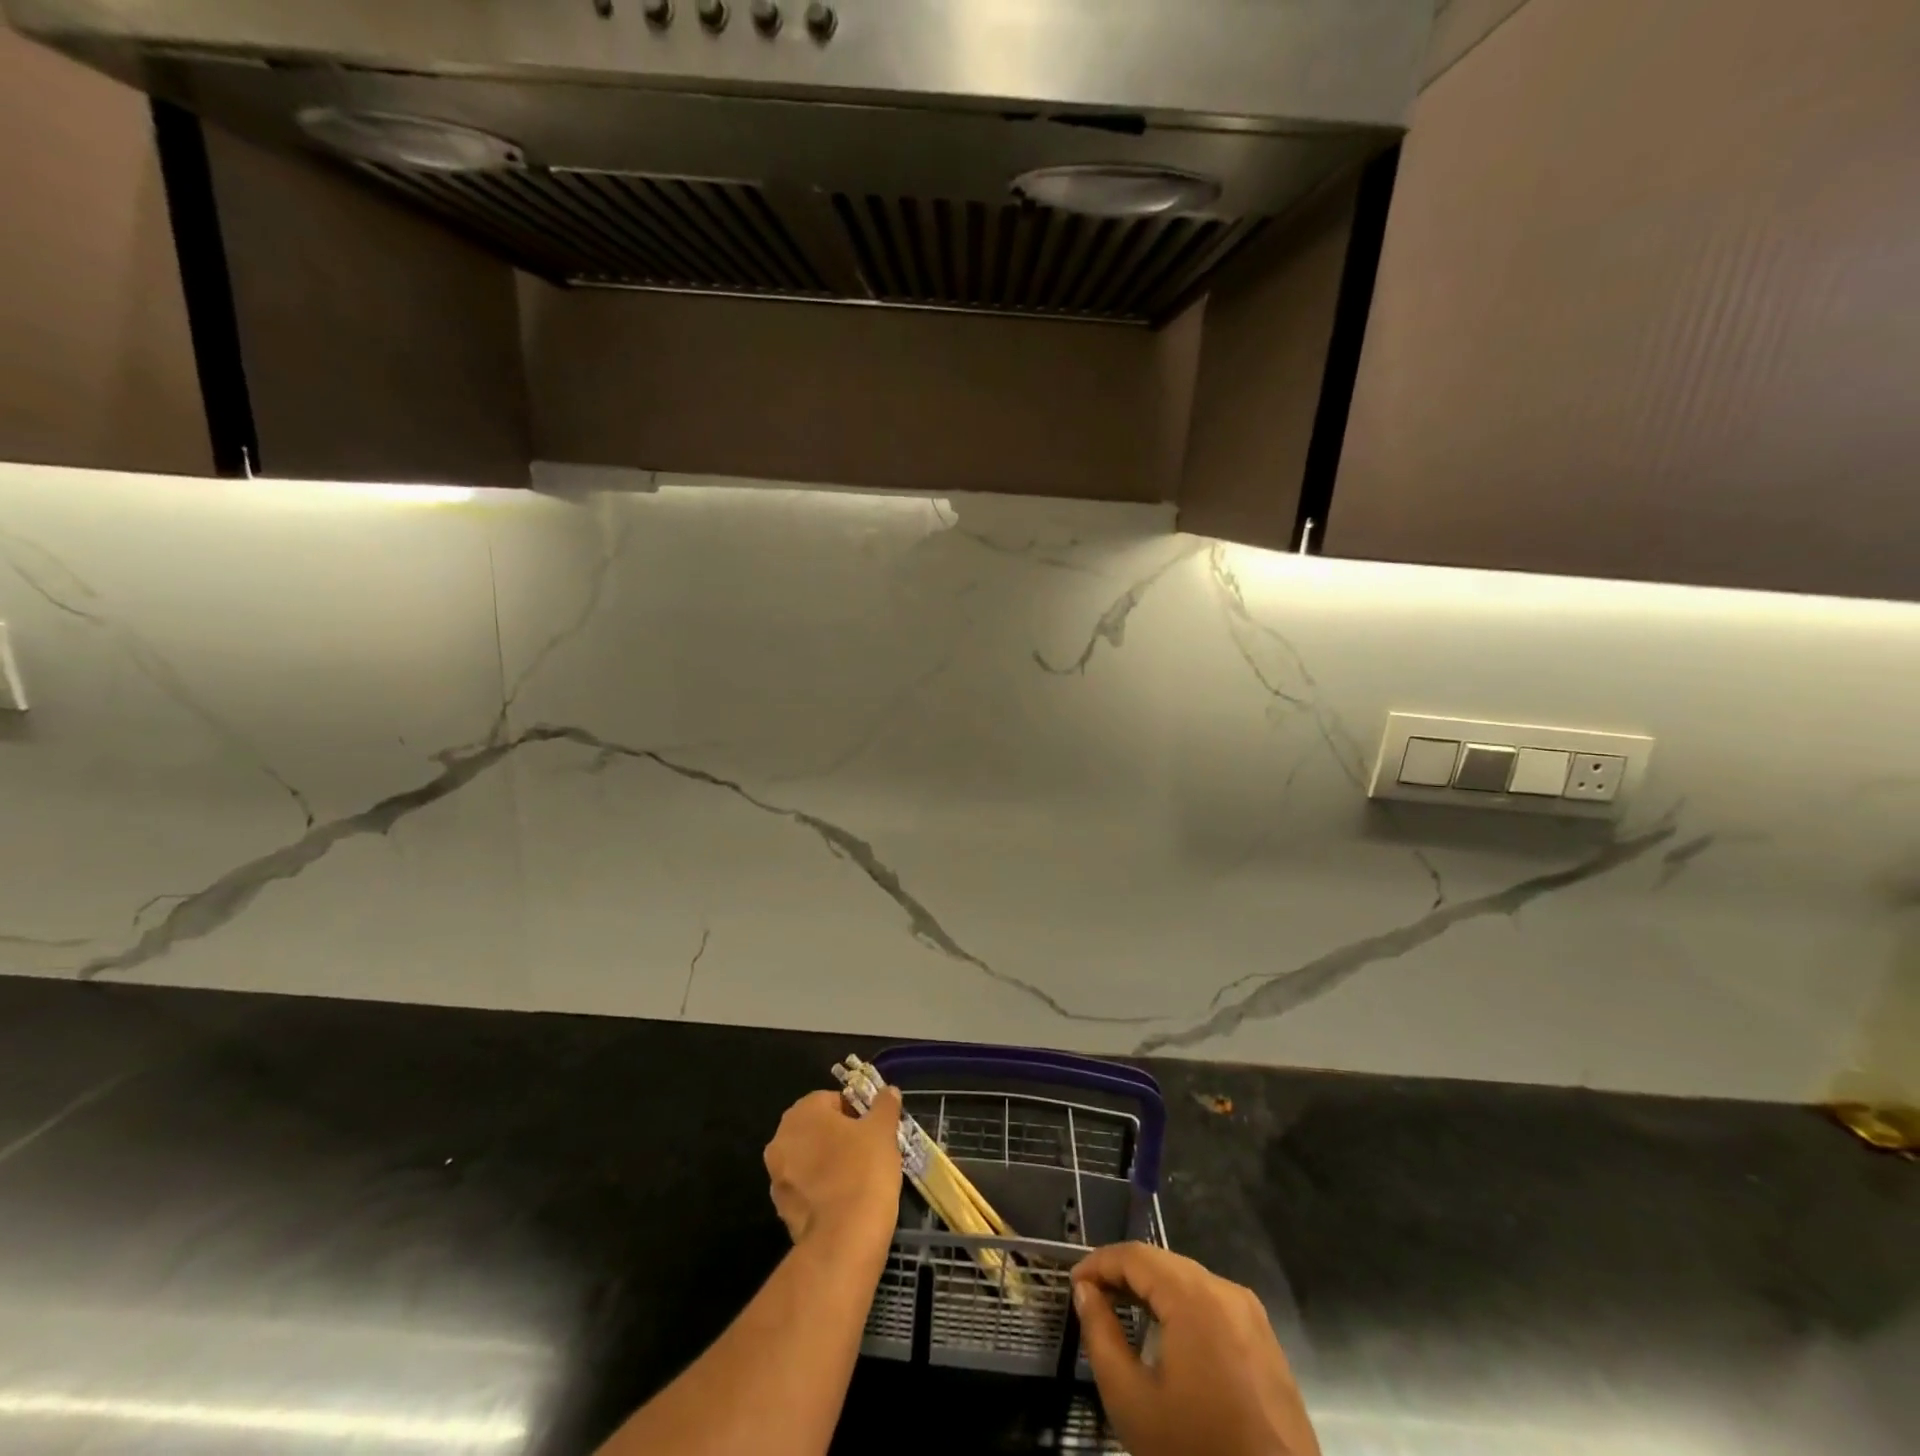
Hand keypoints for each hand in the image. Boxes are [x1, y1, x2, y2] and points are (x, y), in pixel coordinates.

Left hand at [763, 1087, 902, 1251]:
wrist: (844, 1239)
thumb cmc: (863, 1171)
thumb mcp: (883, 1130)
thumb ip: (884, 1105)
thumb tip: (888, 1091)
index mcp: (801, 1114)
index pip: (831, 1100)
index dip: (855, 1112)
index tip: (873, 1130)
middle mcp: (780, 1141)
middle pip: (816, 1129)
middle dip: (840, 1137)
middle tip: (868, 1151)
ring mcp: (777, 1178)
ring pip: (809, 1160)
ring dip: (828, 1163)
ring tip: (858, 1178)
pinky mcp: (781, 1210)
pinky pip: (806, 1189)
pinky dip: (822, 1190)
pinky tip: (845, 1201)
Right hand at [1073, 1243, 1320, 1455]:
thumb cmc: (1196, 1450)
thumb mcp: (1132, 1401)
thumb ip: (1101, 1336)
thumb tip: (1085, 1292)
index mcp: (1194, 1296)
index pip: (1135, 1255)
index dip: (1098, 1262)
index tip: (1072, 1283)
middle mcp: (1225, 1289)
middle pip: (1162, 1263)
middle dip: (1123, 1274)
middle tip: (1091, 1297)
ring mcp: (1250, 1313)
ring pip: (1187, 1281)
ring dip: (1151, 1289)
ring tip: (1120, 1310)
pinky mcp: (1264, 1339)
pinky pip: (1211, 1304)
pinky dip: (1180, 1307)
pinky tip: (1163, 1334)